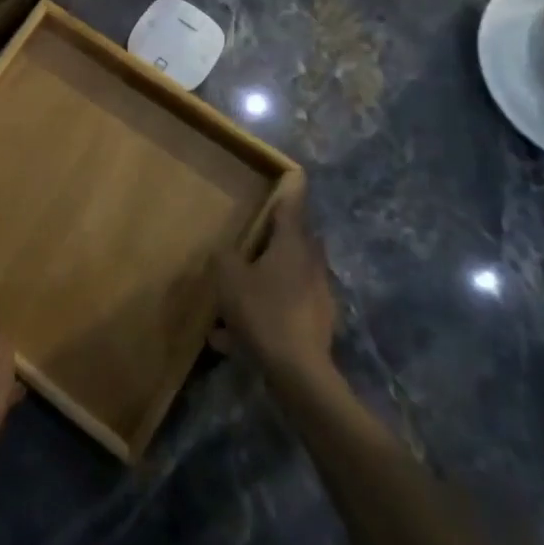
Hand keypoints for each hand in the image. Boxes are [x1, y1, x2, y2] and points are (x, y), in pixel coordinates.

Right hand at [212, 185, 340, 378]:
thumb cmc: (263, 311)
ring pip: (289, 275)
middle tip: (251, 237)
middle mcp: (311, 263)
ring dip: (266, 278)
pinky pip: (287, 306)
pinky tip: (234, 338)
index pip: (294, 204)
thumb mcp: (229, 278)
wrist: (299, 373)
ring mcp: (319, 294)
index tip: (293, 172)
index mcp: (293, 243)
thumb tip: (225, 251)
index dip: (291, 186)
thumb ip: (224, 257)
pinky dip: (266, 311)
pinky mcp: (318, 323)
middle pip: (295, 239)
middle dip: (275, 236)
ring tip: (232, 299)